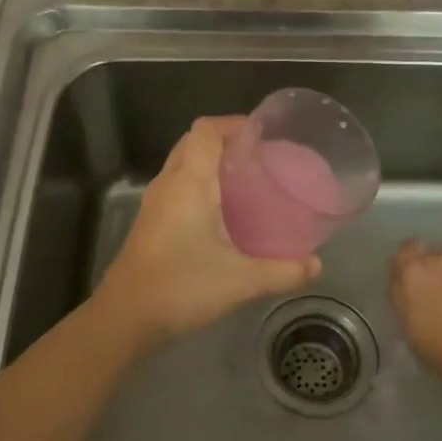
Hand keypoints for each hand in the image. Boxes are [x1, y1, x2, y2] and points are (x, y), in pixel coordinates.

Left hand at [94, 117, 319, 344]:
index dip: (234, 123)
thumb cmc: (181, 287)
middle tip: (258, 156)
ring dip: (209, 162)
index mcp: (189, 183)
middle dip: (224, 140)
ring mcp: (154, 203)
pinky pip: (176, 186)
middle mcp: (168, 184)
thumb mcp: (241, 281)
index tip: (263, 134)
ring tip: (245, 180)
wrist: (125, 317)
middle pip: (193, 142)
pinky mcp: (149, 223)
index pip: (206, 130)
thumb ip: (283, 271)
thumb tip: (316, 265)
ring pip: (182, 164)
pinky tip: (221, 212)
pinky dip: (198, 184)